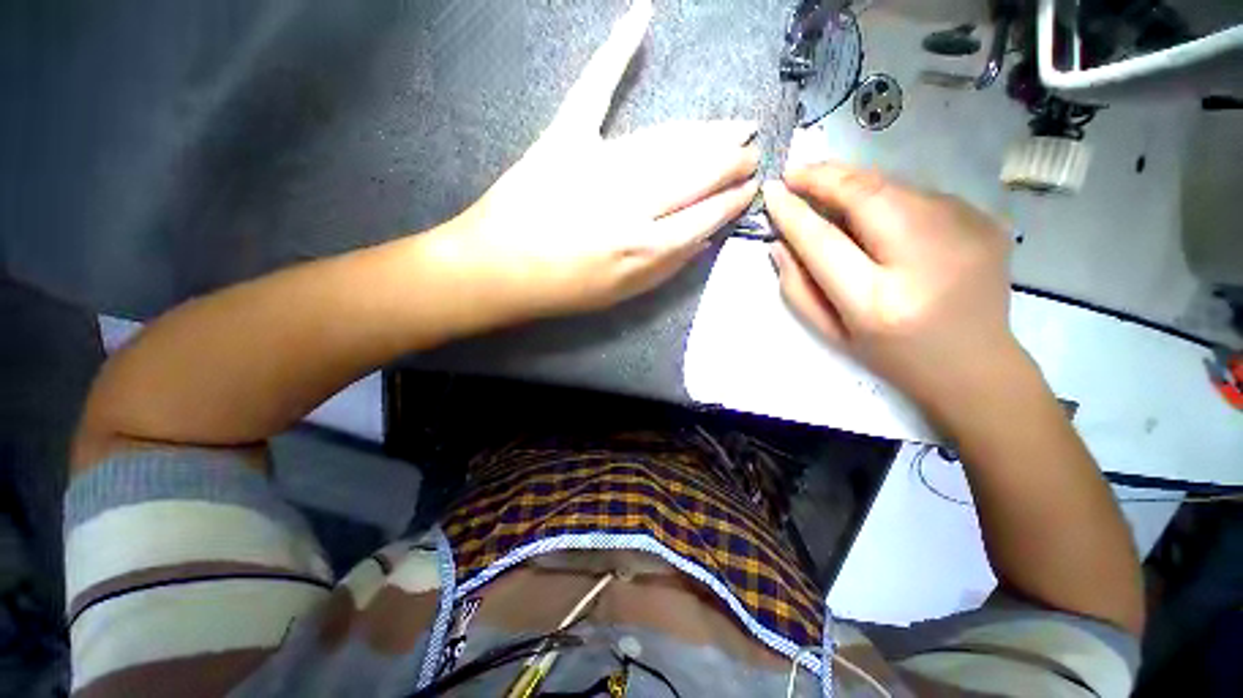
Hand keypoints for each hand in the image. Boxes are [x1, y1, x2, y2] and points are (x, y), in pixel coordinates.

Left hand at [430, 0, 758, 321]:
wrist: (500, 269)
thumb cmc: (565, 289)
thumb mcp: (624, 294)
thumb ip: (667, 268)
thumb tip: (704, 238)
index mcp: (645, 247)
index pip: (706, 215)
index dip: (732, 199)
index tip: (751, 187)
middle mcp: (632, 203)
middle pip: (696, 172)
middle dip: (730, 161)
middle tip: (750, 151)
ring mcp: (598, 165)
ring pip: (667, 140)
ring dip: (706, 132)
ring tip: (732, 128)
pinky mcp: (565, 137)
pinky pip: (595, 88)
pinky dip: (616, 50)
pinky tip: (641, 16)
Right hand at [763, 162, 1016, 409]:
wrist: (976, 365)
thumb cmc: (891, 356)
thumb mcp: (831, 333)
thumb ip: (797, 289)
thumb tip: (779, 243)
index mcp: (878, 302)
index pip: (823, 242)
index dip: (793, 213)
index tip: (771, 192)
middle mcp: (925, 261)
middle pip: (867, 196)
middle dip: (824, 177)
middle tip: (795, 174)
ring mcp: (966, 233)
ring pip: (894, 186)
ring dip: (853, 182)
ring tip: (826, 185)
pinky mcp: (987, 220)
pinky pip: (921, 194)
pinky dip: (887, 194)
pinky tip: (875, 210)